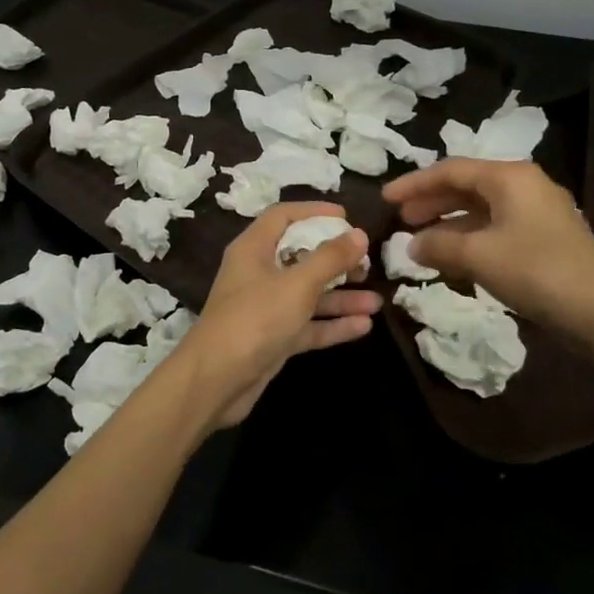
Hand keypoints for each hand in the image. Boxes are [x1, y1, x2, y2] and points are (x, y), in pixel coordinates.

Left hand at [175, 203, 379, 429]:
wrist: (216, 380)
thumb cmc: (255, 319)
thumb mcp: (297, 284)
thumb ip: (329, 258)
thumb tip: (358, 234)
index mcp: (253, 249)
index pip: (282, 217)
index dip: (313, 212)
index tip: (346, 217)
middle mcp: (258, 274)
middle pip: (300, 256)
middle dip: (335, 260)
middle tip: (367, 263)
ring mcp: (265, 308)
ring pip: (308, 295)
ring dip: (340, 297)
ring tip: (376, 300)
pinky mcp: (273, 338)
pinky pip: (308, 325)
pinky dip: (332, 324)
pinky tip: (364, 326)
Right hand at [382, 160, 593, 346]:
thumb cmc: (537, 271)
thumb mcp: (479, 256)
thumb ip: (439, 245)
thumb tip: (412, 244)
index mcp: (509, 178)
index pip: (451, 170)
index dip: (414, 184)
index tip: (385, 199)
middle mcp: (524, 187)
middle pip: (466, 187)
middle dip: (431, 202)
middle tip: (401, 219)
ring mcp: (537, 215)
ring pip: (481, 211)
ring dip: (448, 225)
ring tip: (419, 243)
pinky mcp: (545, 242)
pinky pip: (495, 231)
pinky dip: (469, 241)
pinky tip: (452, 260)